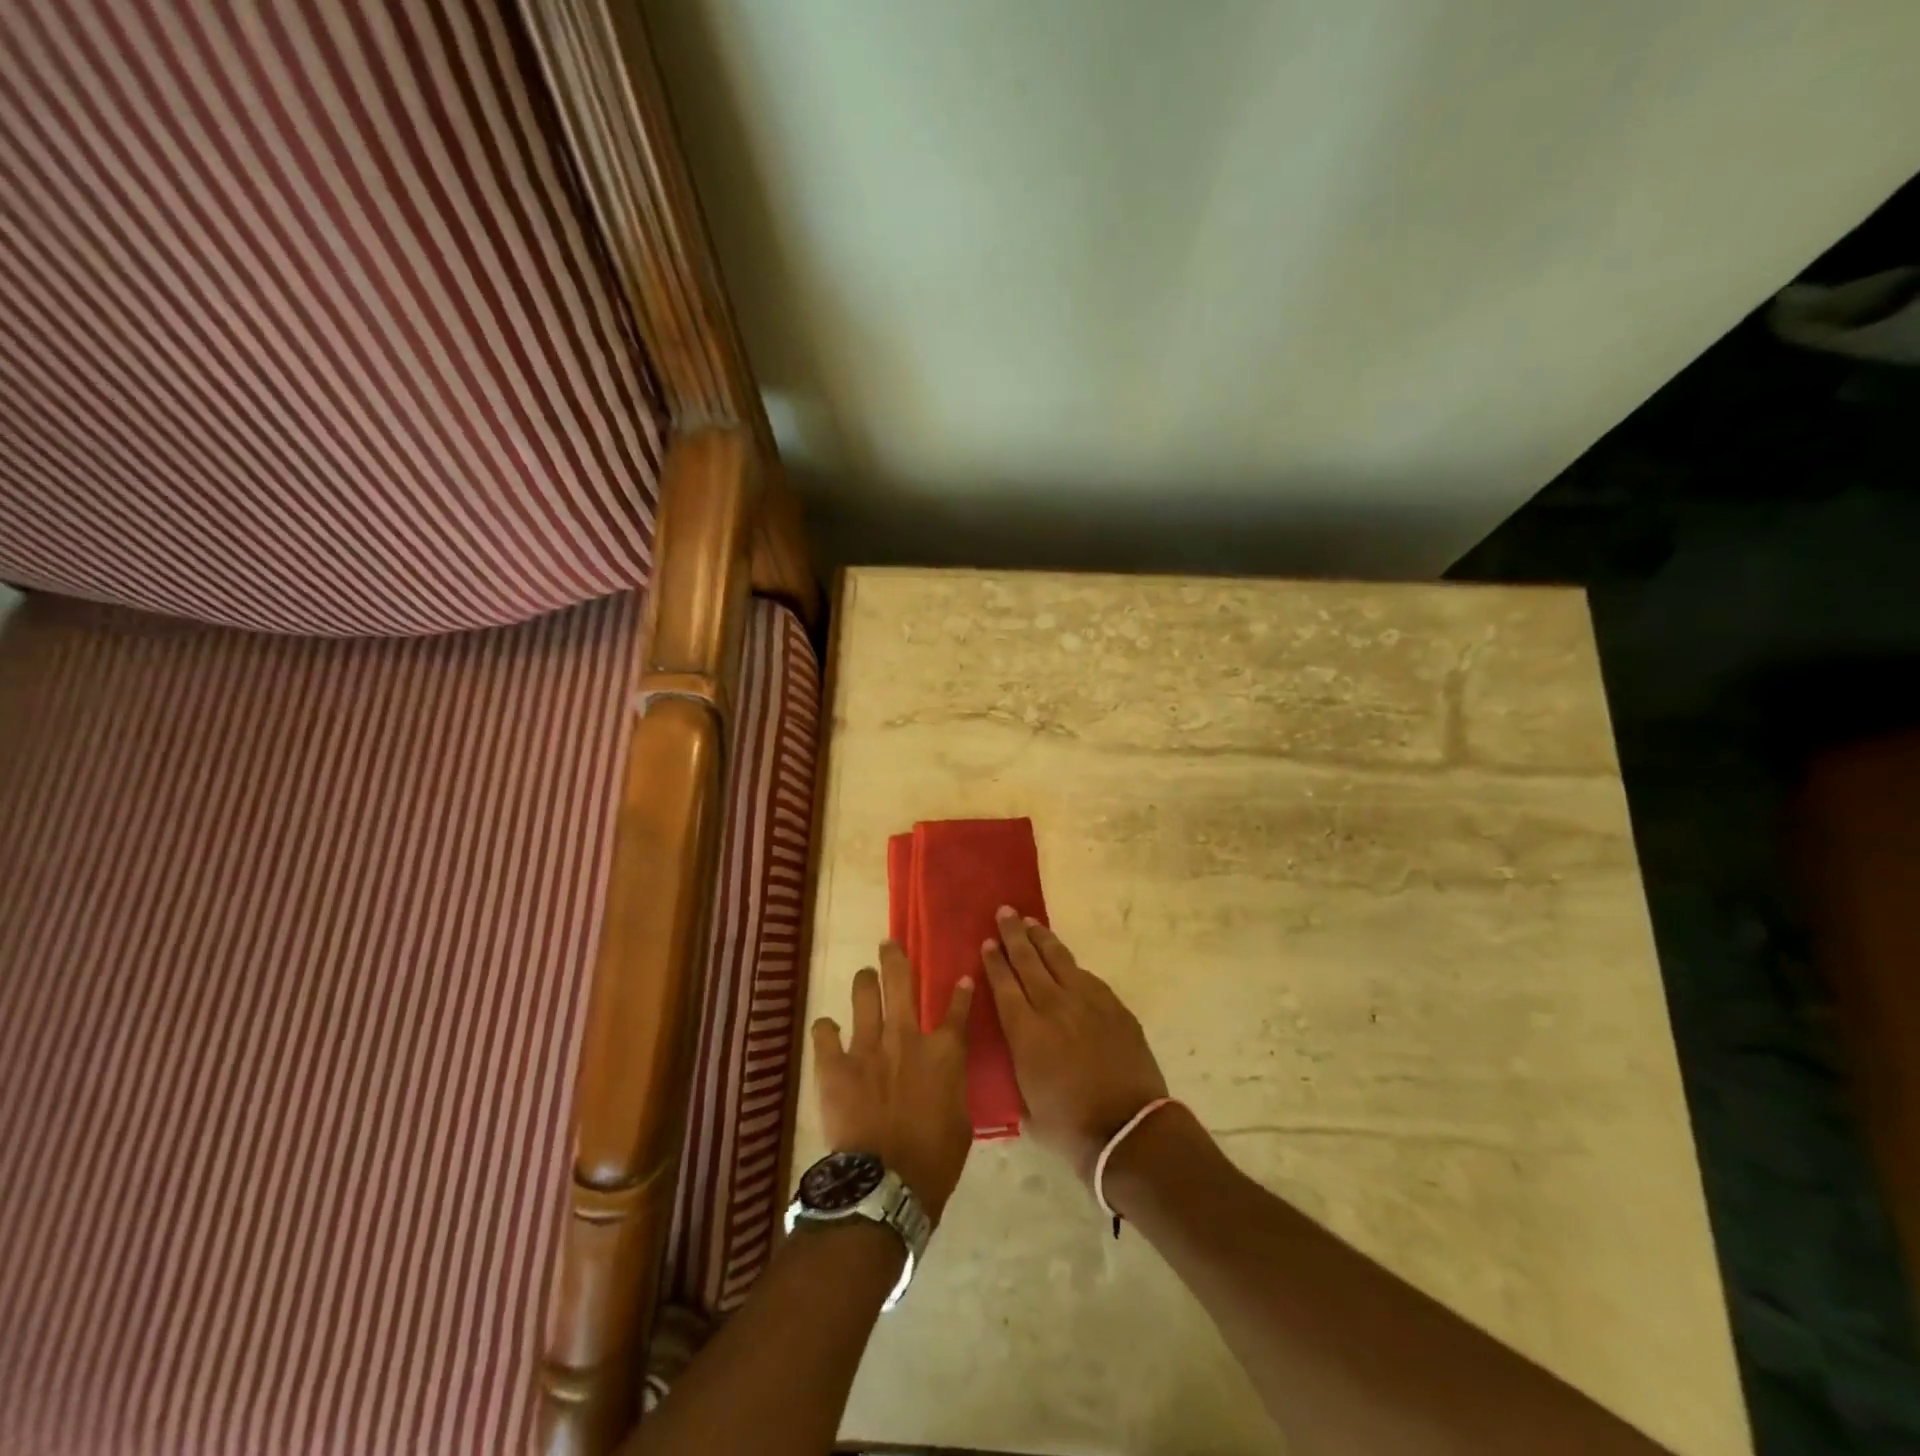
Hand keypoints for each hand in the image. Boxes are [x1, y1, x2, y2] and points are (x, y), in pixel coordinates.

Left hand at [811, 940, 974, 1223]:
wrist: (886, 1183)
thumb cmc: (934, 1160)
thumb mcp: (961, 1121)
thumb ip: (953, 1087)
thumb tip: (947, 1076)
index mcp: (943, 1052)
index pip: (957, 1010)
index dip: (961, 992)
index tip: (961, 978)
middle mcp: (906, 1036)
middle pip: (901, 982)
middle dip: (895, 958)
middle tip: (889, 946)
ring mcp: (868, 1046)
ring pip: (864, 994)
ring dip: (865, 981)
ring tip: (864, 977)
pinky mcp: (835, 1064)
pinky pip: (824, 1032)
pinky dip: (826, 1029)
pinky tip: (827, 1029)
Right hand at [981, 909, 1169, 1184]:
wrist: (1128, 1130)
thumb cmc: (1071, 1127)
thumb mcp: (1027, 1106)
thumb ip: (1018, 1074)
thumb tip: (1017, 1062)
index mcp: (1026, 1032)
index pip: (1004, 985)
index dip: (995, 961)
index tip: (987, 941)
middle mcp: (1053, 1007)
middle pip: (1029, 962)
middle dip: (1014, 935)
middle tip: (1005, 912)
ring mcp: (1087, 1003)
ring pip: (1059, 960)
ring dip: (1042, 939)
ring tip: (1031, 922)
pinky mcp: (1114, 1007)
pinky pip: (1087, 977)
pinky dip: (1072, 965)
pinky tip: (1066, 960)